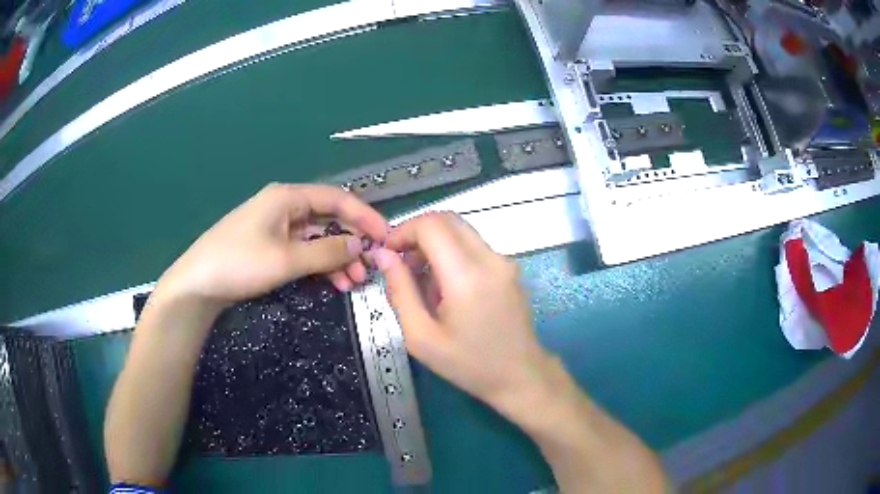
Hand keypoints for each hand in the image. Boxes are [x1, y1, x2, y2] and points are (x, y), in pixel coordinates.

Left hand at [157, 183, 388, 307]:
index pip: (336, 199)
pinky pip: (302, 251)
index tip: (386, 236)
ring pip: (316, 238)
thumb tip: (360, 245)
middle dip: (351, 243)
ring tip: (353, 282)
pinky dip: (318, 265)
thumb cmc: (239, 263)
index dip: (364, 216)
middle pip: (328, 219)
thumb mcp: (286, 259)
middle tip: (370, 268)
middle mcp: (284, 207)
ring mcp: (275, 227)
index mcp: (287, 198)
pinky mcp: (269, 246)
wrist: (197, 284)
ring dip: (336, 258)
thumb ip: (326, 251)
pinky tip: (332, 283)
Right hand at [372, 212, 553, 415]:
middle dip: (417, 233)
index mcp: (467, 275)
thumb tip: (383, 256)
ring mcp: (504, 261)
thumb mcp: (421, 337)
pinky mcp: (509, 268)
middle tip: (401, 263)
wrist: (520, 376)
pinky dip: (451, 253)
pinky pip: (474, 246)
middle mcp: (490, 259)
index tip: (388, 253)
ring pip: (461, 231)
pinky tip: (445, 287)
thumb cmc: (468, 364)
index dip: (403, 231)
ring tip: (421, 280)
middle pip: (447, 220)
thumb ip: (399, 291)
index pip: (431, 225)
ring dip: (434, 243)